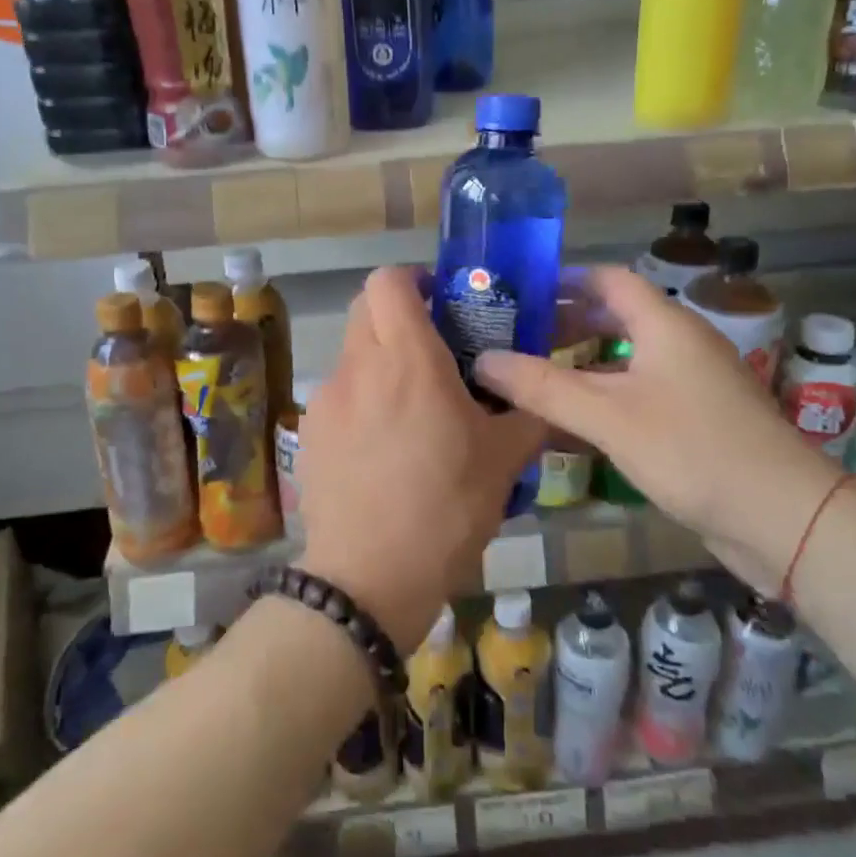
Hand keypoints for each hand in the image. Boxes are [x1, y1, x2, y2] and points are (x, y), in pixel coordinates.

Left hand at [296, 268, 544, 651]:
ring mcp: (327, 399)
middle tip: (433, 346)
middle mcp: (360, 365)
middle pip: (366, 307)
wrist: (368, 578)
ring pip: (352, 352)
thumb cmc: (445, 508)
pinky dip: (361, 399)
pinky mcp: (309, 432)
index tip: (441, 300)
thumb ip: (528, 415)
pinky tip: (381, 446)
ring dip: (379, 360)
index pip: (389, 280)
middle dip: (397, 313)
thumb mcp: (504, 461)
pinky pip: (338, 395)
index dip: (413, 279)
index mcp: (408, 358)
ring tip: (411, 406)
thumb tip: (546, 398)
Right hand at [474, 266, 837, 593]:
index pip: (607, 279)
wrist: (784, 518)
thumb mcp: (608, 416)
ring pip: (627, 357)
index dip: (563, 281)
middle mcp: (681, 342)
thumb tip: (482, 360)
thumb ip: (542, 387)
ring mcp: (693, 381)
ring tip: (535, 378)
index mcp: (664, 324)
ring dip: (583, 362)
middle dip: (565, 324)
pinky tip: (576, 421)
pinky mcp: (699, 418)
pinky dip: (605, 394)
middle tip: (515, 339)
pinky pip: (641, 390)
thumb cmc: (692, 450)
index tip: (518, 294)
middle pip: (616, 316)